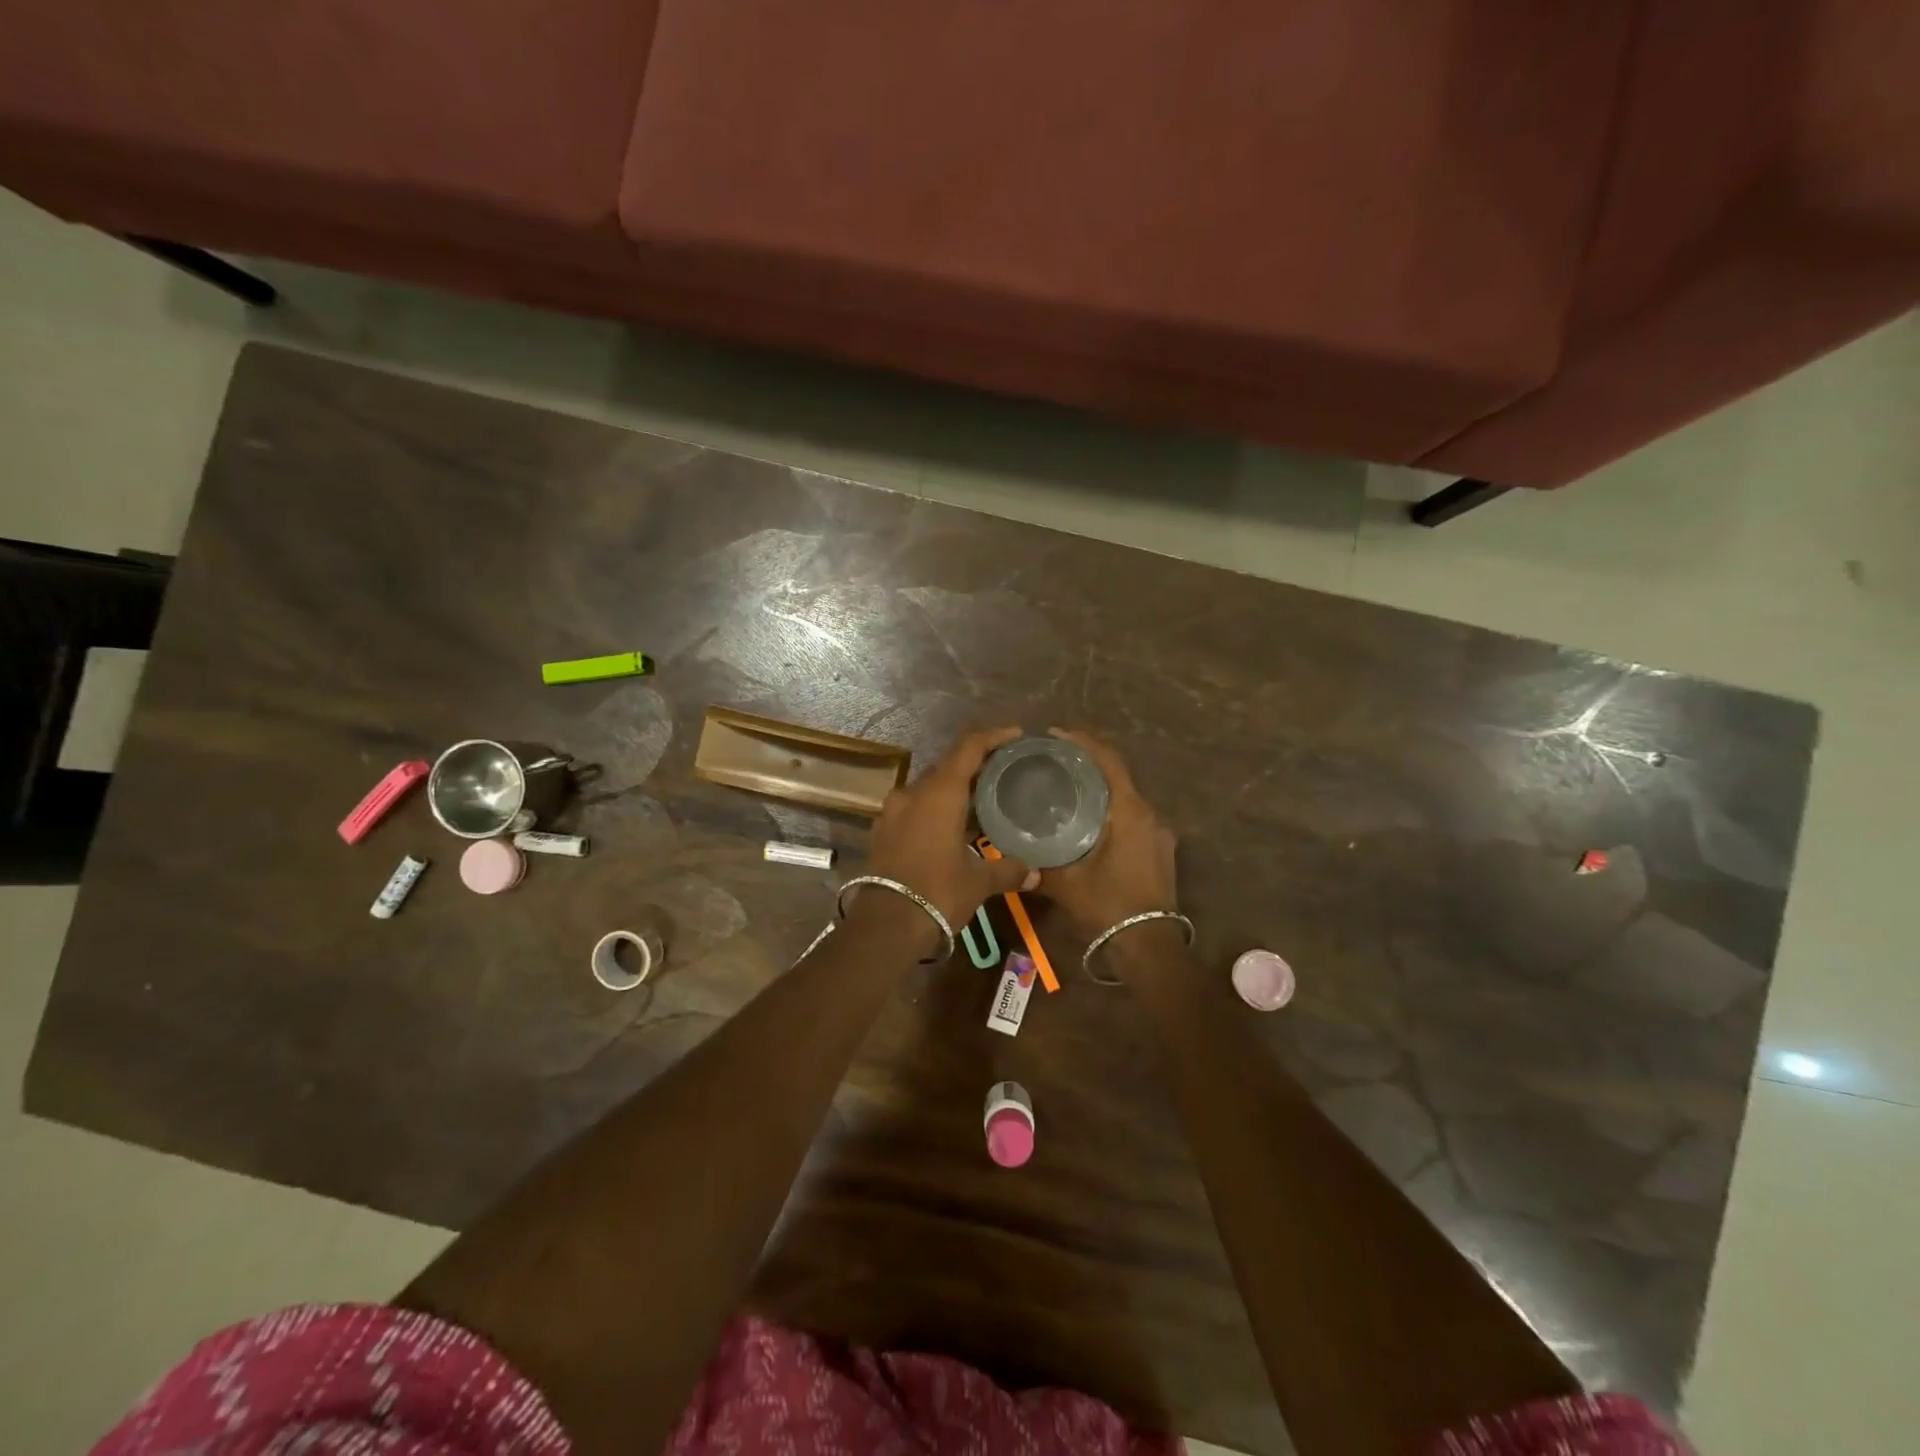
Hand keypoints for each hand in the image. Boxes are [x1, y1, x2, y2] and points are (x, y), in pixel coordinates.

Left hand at [867, 726, 1039, 928]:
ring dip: (954, 791)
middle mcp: (913, 793)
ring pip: (929, 789)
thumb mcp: (978, 881)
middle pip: (947, 767)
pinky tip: (952, 827)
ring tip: (982, 802)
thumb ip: (1007, 870)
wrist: (886, 924)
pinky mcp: (883, 831)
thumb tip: (1035, 873)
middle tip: (1003, 772)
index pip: (968, 748)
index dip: (993, 736)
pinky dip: (935, 810)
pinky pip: (915, 809)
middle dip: (975, 766)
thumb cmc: (938, 892)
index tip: (1015, 734)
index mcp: (940, 792)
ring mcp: (893, 811)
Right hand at [1036, 728, 1177, 934]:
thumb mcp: (1066, 883)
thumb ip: (1038, 862)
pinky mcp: (1159, 848)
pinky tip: (1087, 817)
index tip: (1055, 734)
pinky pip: (1132, 814)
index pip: (1108, 761)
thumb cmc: (1108, 907)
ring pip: (1126, 795)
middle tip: (1053, 759)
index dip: (1082, 742)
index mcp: (1130, 812)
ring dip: (1100, 785)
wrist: (1149, 946)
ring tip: (1065, 784)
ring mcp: (1159, 833)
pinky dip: (1110, 806)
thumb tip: (1010, 848)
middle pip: (1118, 774)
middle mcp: (1150, 815)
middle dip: (1088, 761)